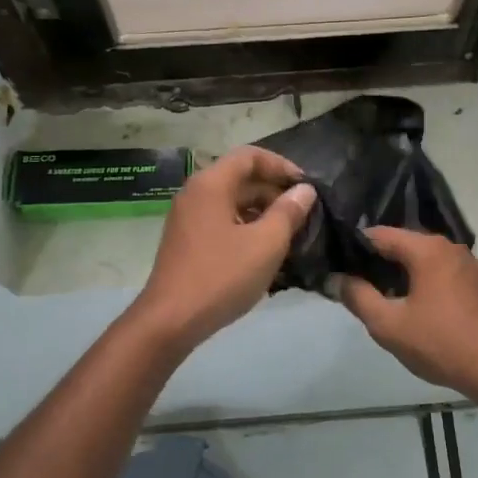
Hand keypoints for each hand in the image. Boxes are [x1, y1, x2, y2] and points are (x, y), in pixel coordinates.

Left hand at [126, 147, 316, 353]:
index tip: (306, 186)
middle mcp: (195, 193)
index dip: (281, 165)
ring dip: (262, 212)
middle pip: (240, 178)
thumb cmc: (221, 276)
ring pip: (232, 203)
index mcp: (211, 184)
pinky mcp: (187, 241)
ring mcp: (188, 218)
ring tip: (291, 235)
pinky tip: (266, 253)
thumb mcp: (266, 244)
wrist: (170, 321)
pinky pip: (222, 222)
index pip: (250, 156)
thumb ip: (288, 212)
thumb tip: (304, 190)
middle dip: (274, 192)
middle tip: (304, 214)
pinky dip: (246, 228)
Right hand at [331, 228, 477, 399]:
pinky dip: (430, 283)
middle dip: (381, 262)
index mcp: (428, 249)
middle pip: (407, 245)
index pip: (381, 234)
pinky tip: (422, 307)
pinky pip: (447, 275)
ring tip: (386, 298)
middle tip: (358, 284)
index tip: (339, 263)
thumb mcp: (388, 325)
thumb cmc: (440, 344)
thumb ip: (358, 297)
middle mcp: (452, 248)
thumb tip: (336, 279)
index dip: (356, 246)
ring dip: (407, 274)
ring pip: (428, 261)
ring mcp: (473, 266)